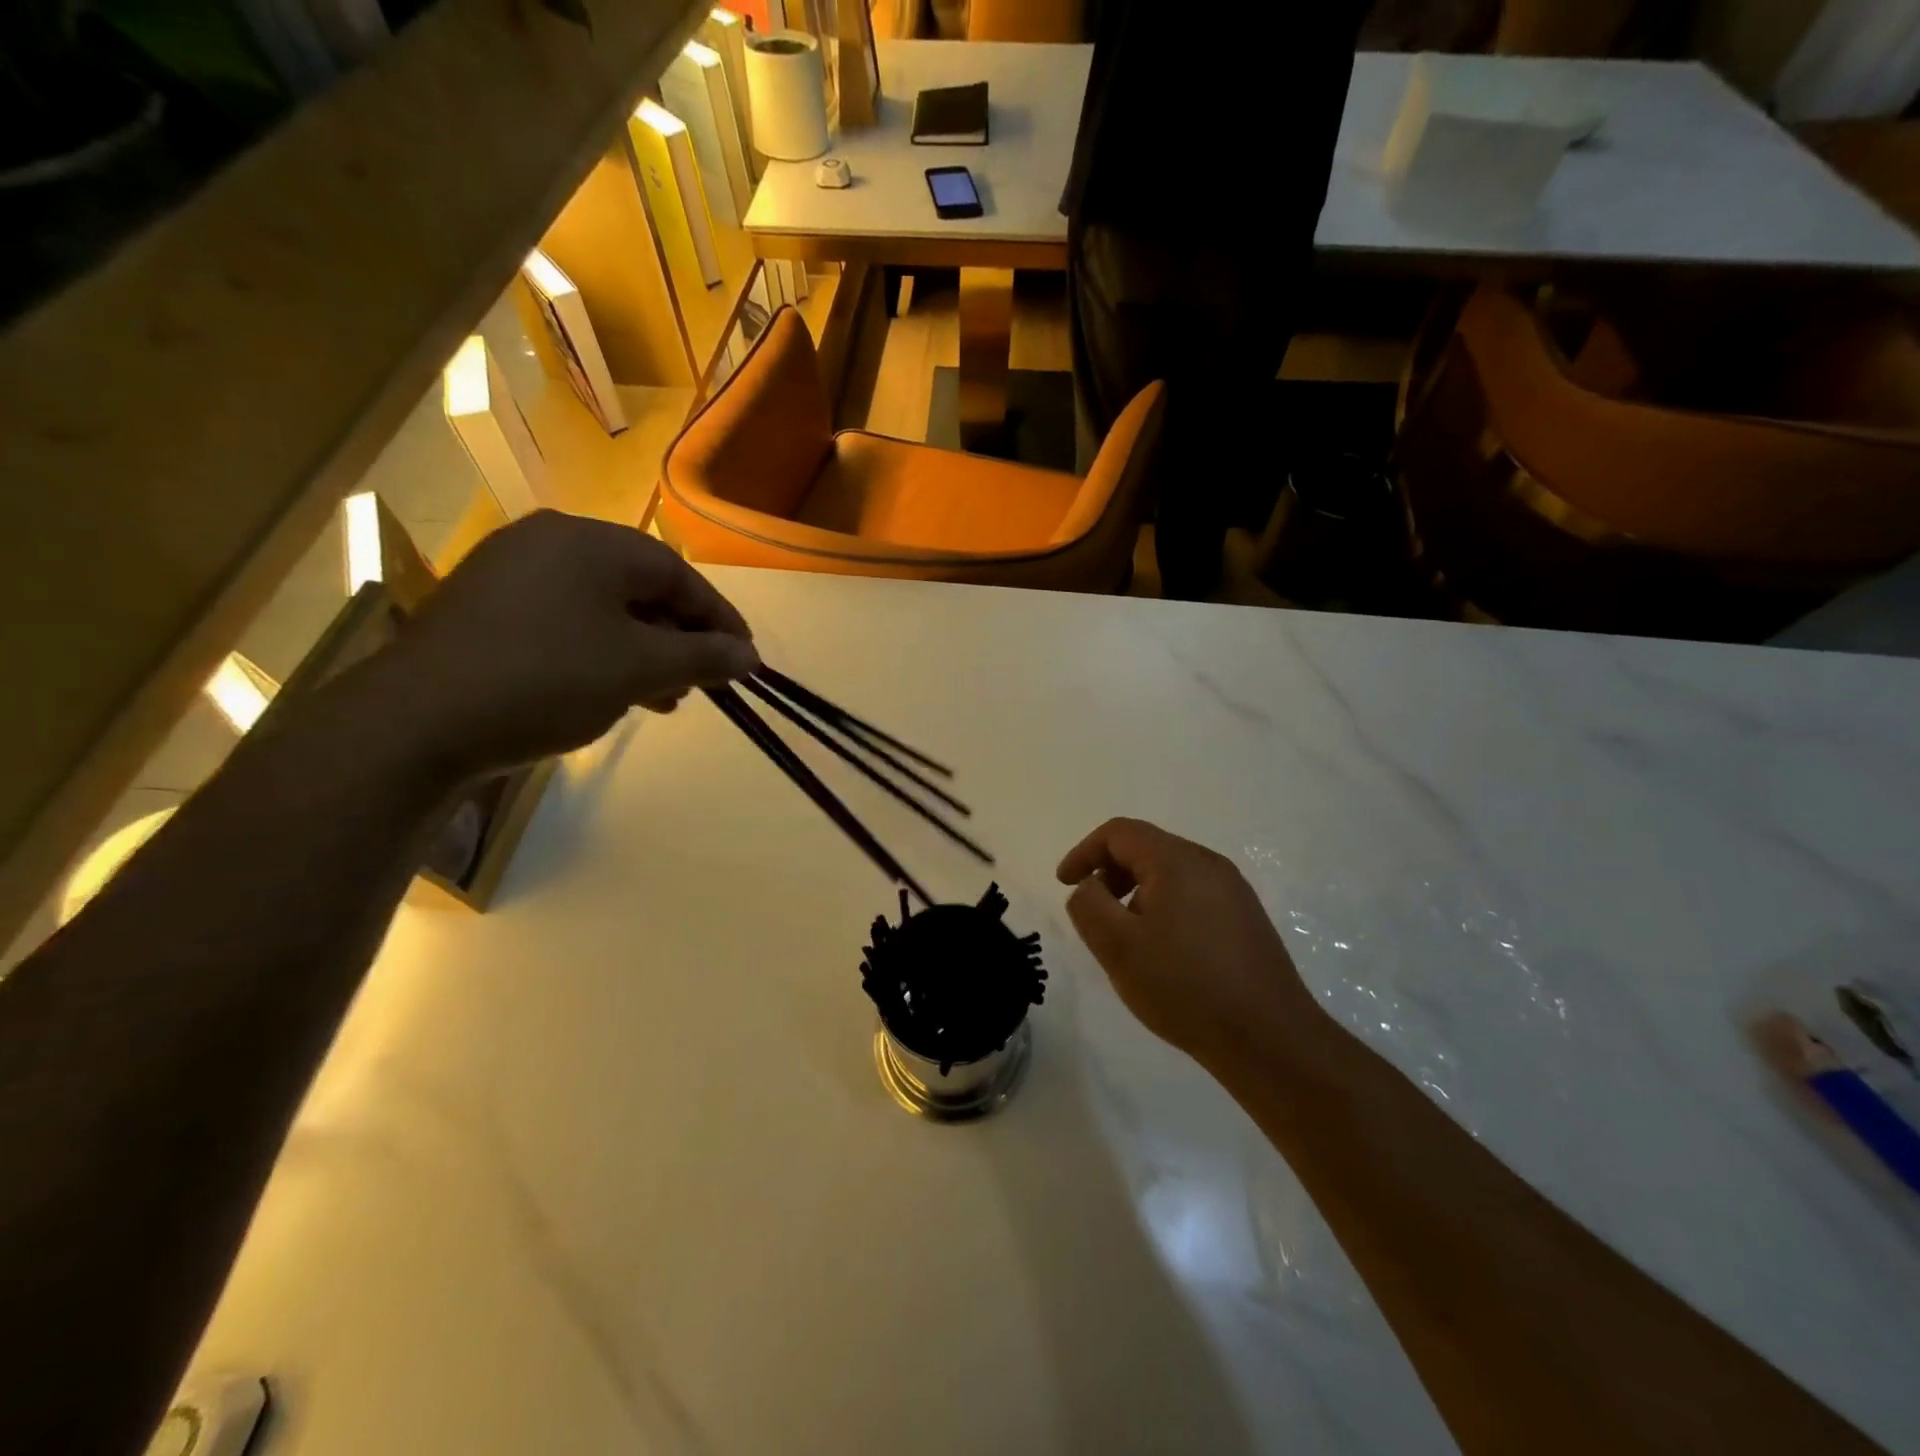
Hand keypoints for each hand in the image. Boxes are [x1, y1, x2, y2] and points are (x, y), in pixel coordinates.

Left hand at [369, 512, 757, 776]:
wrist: (416, 722)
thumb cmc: (548, 679)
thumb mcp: (640, 669)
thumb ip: (703, 657)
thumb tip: (749, 656)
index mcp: (590, 542)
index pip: (678, 574)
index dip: (719, 619)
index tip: (745, 660)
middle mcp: (549, 542)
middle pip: (640, 589)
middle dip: (679, 640)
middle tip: (701, 683)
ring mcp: (510, 573)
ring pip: (603, 609)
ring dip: (642, 652)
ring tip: (662, 699)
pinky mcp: (485, 608)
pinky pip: (565, 622)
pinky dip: (600, 653)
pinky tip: (609, 691)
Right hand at [1057, 818, 1319, 1068]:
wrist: (1269, 1038)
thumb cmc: (1184, 987)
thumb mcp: (1117, 946)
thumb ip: (1088, 905)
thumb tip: (1090, 886)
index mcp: (1177, 860)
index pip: (1119, 832)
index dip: (1084, 852)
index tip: (1064, 884)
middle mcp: (1209, 864)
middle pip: (1146, 848)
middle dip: (1110, 873)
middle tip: (1093, 913)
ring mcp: (1234, 891)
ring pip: (1170, 874)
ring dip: (1136, 893)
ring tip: (1127, 938)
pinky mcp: (1246, 919)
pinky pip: (1193, 896)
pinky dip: (1164, 908)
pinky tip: (1163, 953)